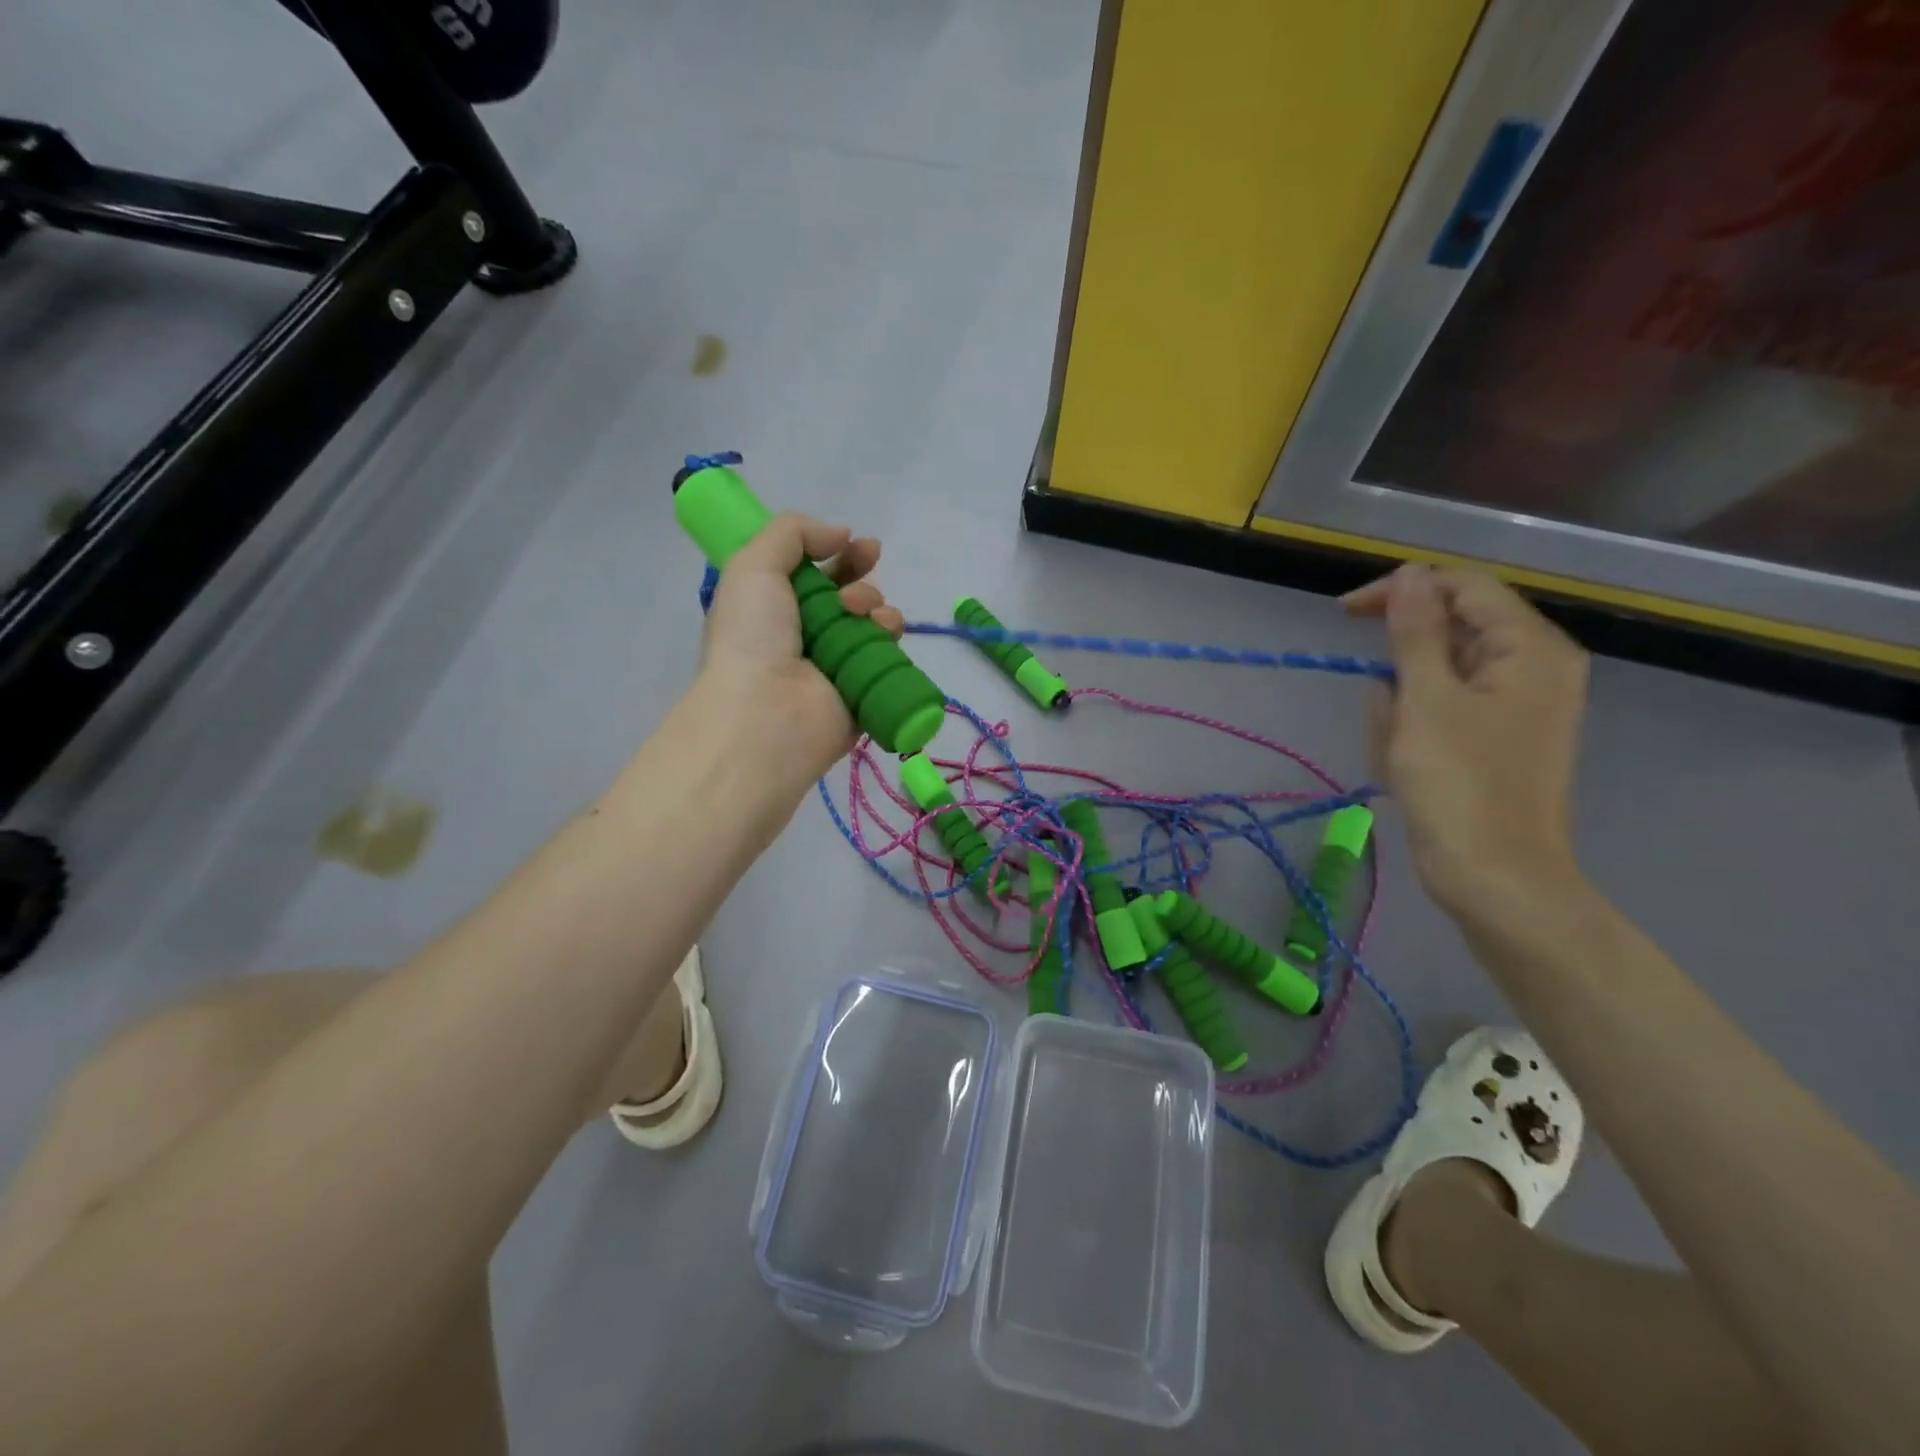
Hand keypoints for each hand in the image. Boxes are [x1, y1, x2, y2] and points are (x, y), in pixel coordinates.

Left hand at [696, 512, 904, 789]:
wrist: (766, 715)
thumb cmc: (751, 638)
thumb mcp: (753, 565)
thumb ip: (792, 533)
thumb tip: (840, 534)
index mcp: (774, 608)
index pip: (811, 572)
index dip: (833, 552)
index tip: (851, 541)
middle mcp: (807, 635)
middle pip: (847, 591)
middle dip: (860, 570)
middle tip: (868, 558)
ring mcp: (838, 663)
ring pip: (873, 618)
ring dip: (872, 601)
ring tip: (857, 611)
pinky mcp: (865, 688)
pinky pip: (890, 653)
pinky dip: (890, 636)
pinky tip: (880, 632)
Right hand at [1344, 564, 1587, 917]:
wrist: (1494, 877)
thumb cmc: (1459, 784)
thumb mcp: (1426, 700)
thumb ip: (1415, 631)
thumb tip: (1408, 574)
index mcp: (1531, 648)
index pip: (1462, 587)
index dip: (1401, 591)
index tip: (1343, 614)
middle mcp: (1532, 667)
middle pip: (1449, 634)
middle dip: (1400, 669)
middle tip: (1382, 713)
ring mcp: (1514, 706)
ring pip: (1435, 677)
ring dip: (1401, 707)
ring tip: (1397, 753)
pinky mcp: (1494, 737)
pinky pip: (1440, 710)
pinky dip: (1412, 729)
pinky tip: (1404, 765)